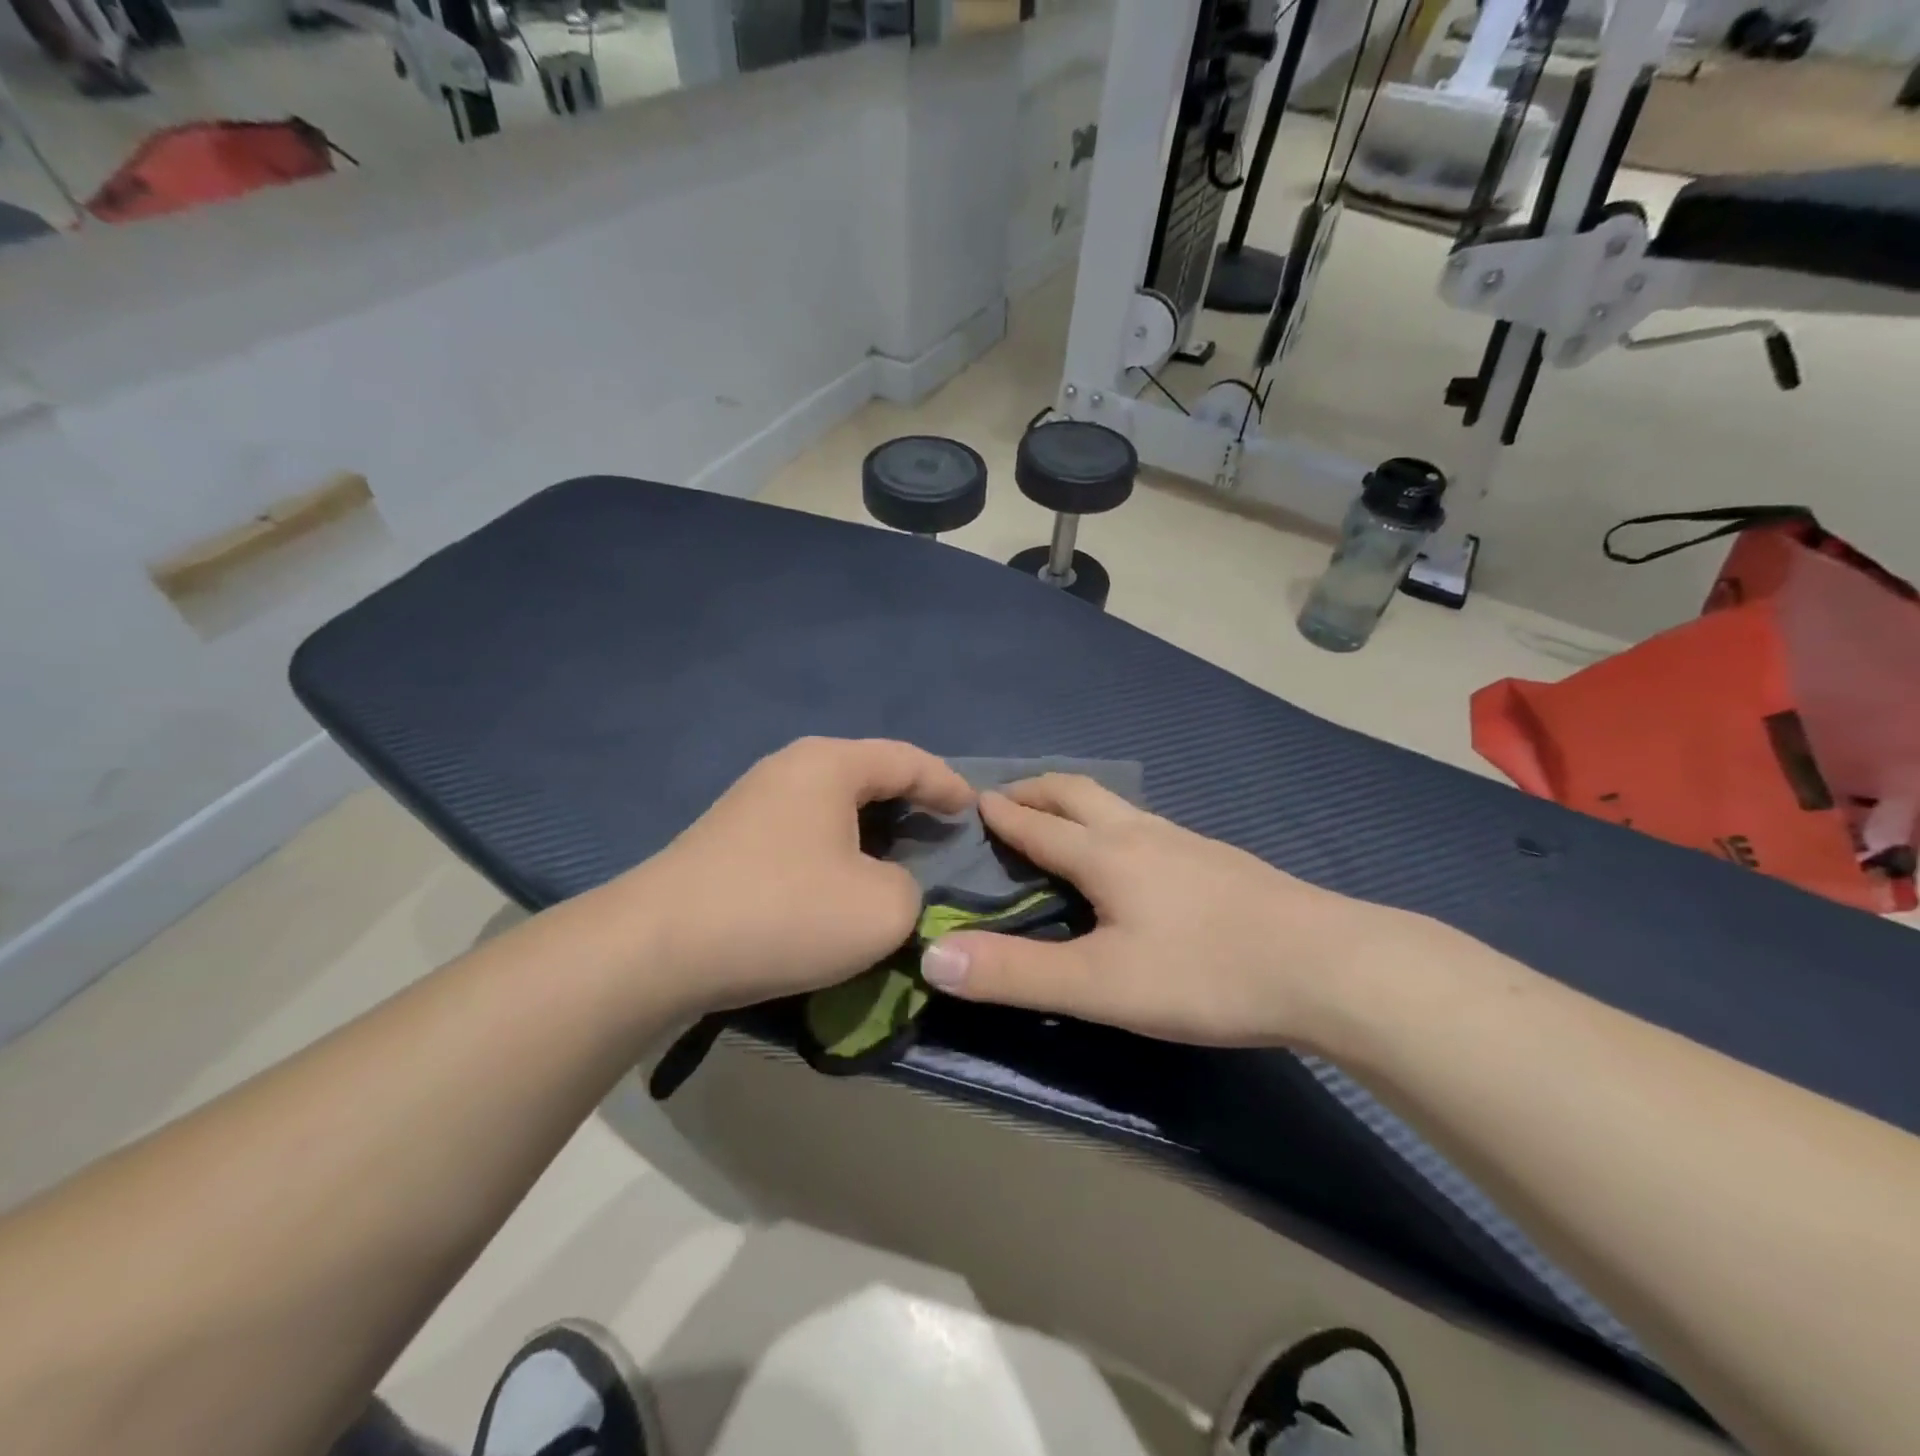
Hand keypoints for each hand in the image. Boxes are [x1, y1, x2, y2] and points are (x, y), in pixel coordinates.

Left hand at [628, 738, 972, 1011]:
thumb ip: (912, 889)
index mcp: (830, 765)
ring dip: (870, 828)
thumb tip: (891, 886)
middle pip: (867, 774)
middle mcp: (789, 768)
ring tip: (897, 857)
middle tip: (941, 831)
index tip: (974, 809)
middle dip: (909, 801)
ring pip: (832, 805)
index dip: (947, 783)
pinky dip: (835, 847)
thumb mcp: (881, 909)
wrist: (655, 949)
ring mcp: (752, 801)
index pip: (907, 760)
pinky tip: (840, 880)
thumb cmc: (783, 912)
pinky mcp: (729, 838)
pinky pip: (802, 830)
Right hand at [918, 774, 1395, 1047]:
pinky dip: (1112, 823)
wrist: (1330, 966)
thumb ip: (1016, 974)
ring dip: (1075, 802)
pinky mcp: (1217, 860)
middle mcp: (1142, 833)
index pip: (1037, 823)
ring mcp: (1185, 841)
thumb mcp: (1101, 984)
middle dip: (1035, 789)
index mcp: (1106, 853)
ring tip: (1058, 821)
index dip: (999, 813)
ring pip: (1116, 804)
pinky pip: (1146, 824)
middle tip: (1004, 798)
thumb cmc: (1206, 973)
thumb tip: (932, 957)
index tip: (969, 800)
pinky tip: (1129, 857)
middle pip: (1077, 792)